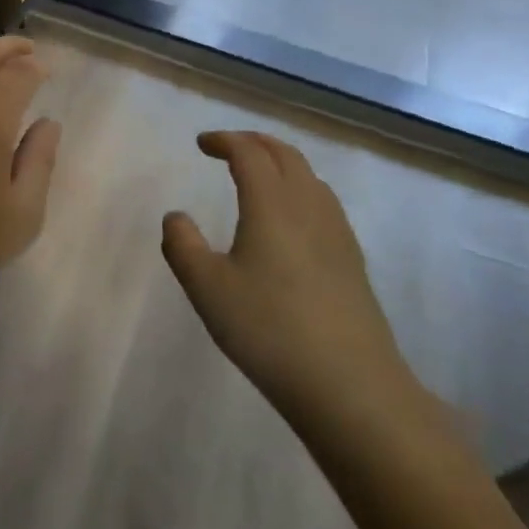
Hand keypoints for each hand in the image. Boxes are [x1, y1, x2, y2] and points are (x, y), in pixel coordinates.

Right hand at [162, 131, 421, 444]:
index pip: (248, 152)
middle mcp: (307, 206)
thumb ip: (183, 246)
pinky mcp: (353, 261)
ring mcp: (337, 233)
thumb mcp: (207, 288)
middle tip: (228, 147)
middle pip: (285, 155)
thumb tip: (176, 216)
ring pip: (309, 177)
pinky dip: (301, 189)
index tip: (202, 144)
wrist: (352, 388)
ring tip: (259, 175)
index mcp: (271, 203)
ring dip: (281, 163)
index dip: (224, 140)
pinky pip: (324, 203)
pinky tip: (292, 220)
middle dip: (254, 143)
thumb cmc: (270, 330)